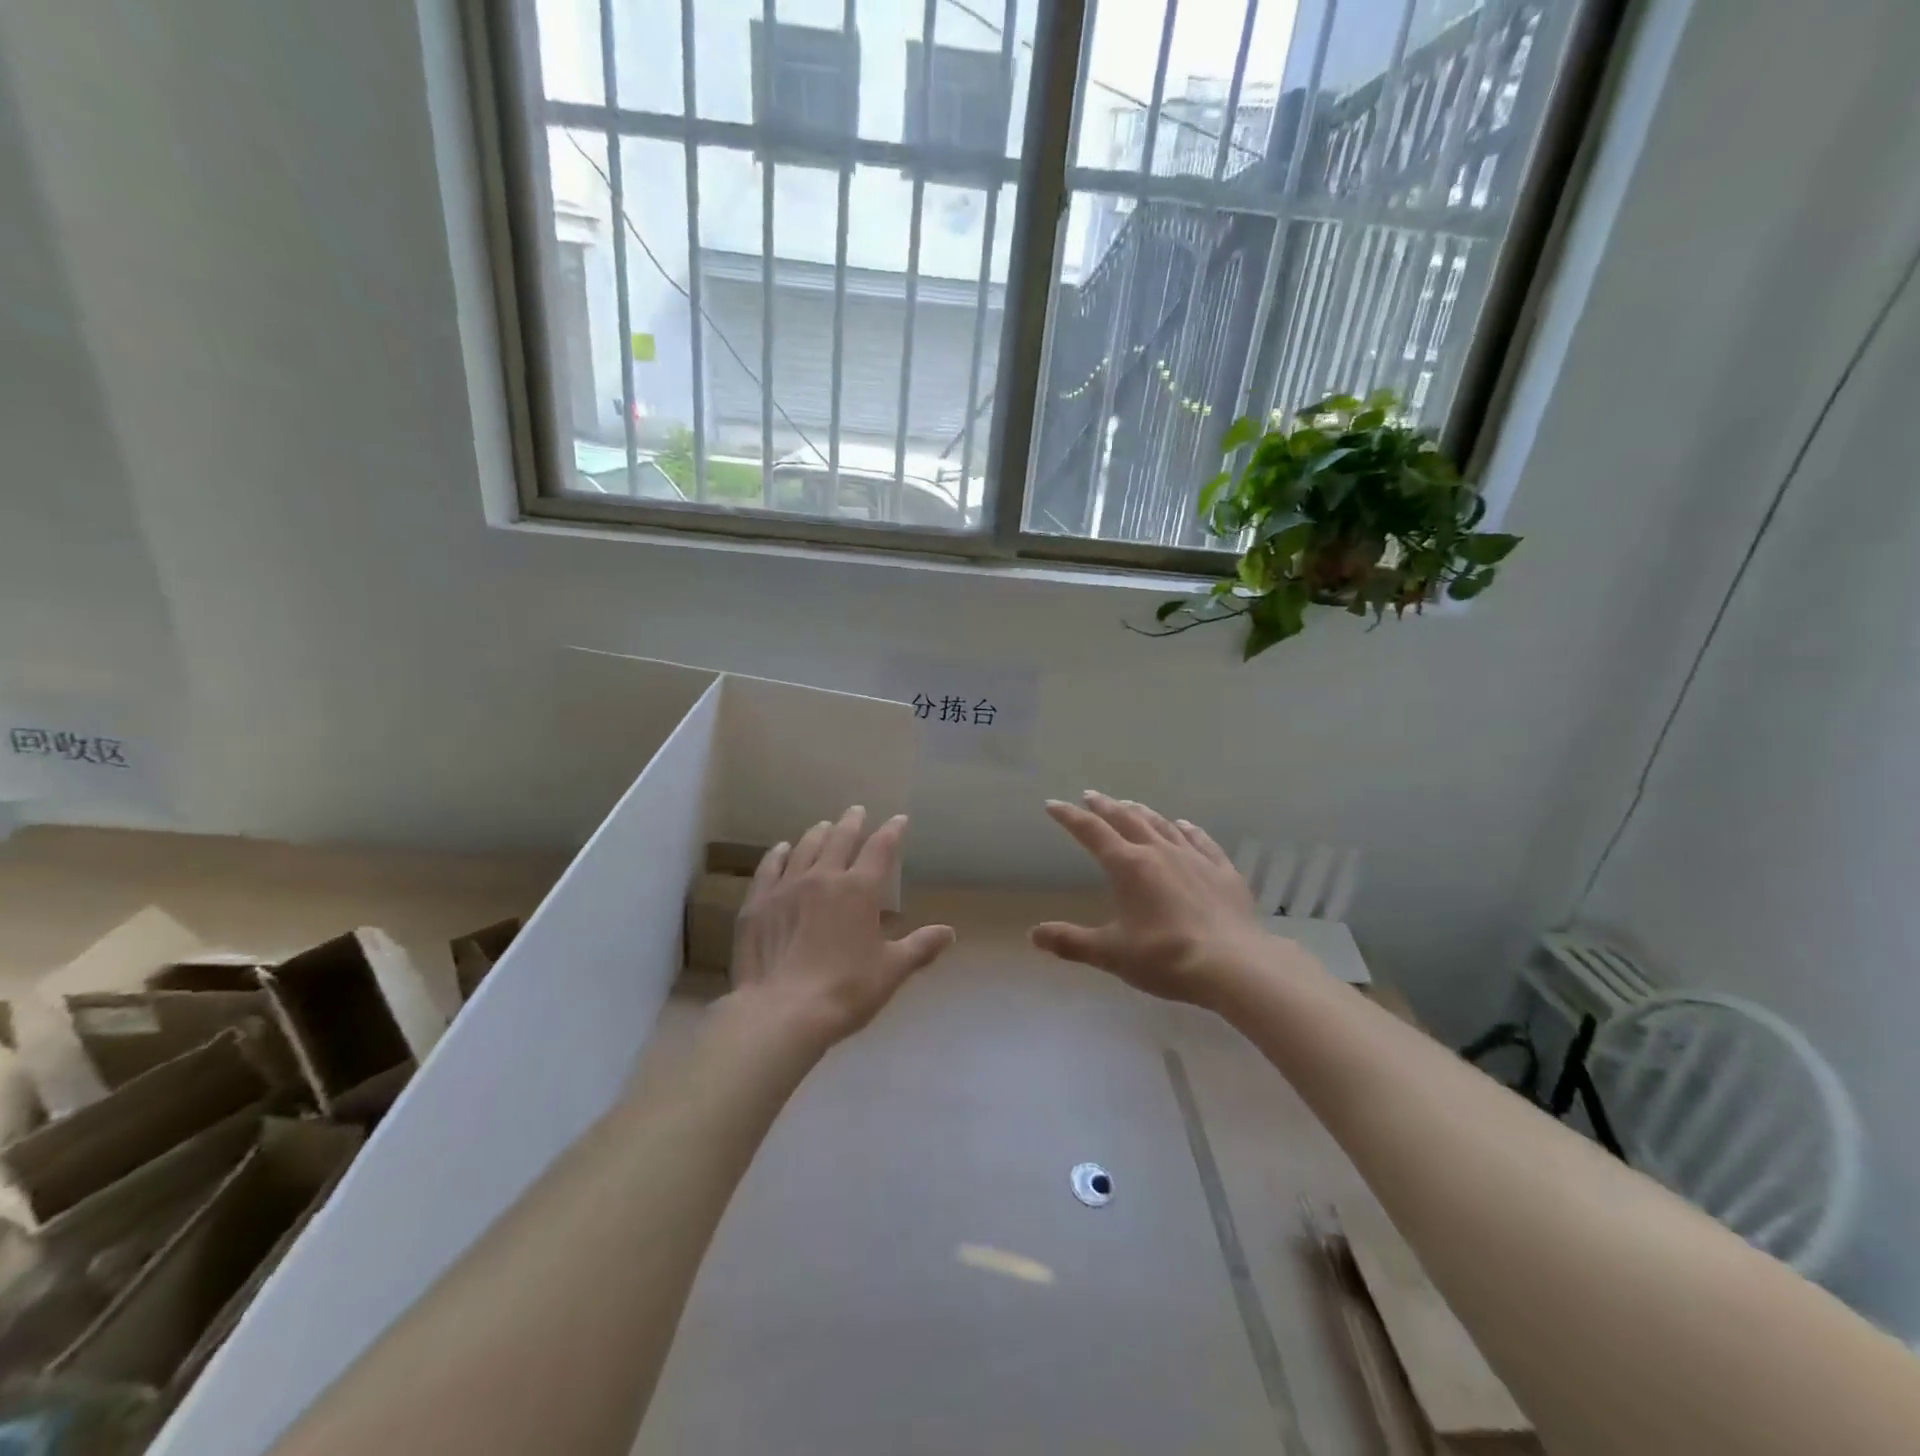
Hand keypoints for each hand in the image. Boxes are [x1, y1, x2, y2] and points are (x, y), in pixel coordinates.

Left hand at [728, 807, 954, 1050]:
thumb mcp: (891, 971)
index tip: (899, 820)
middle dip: (852, 822)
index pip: (880, 849)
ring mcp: (786, 887)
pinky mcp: (758, 903)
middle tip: (857, 811)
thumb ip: (920, 947)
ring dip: (818, 833)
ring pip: (805, 848)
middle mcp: (823, 877)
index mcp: (859, 890)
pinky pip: (769, 868)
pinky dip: (778, 854)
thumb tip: (950, 933)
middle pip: (840, 839)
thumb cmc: (845, 991)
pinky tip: (782, 849)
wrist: (781, 1012)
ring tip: (825, 826)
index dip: (892, 831)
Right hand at [1032, 792, 1295, 1008]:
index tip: (1054, 804)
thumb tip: (1033, 934)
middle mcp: (1159, 852)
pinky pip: (1201, 841)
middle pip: (1126, 820)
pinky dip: (1187, 829)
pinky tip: (1184, 825)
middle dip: (1105, 806)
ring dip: (1142, 812)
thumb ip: (1072, 942)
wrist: (1233, 965)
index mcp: (1128, 866)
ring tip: (1130, 805)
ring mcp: (1194, 858)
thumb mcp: (1112, 954)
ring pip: (1162, 825)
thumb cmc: (1165, 958)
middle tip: (1090, 795)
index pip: (1091, 832)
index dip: (1070, 817)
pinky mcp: (1222, 871)